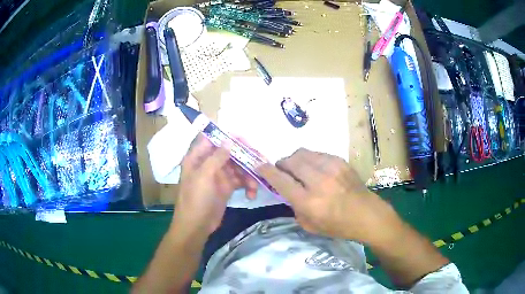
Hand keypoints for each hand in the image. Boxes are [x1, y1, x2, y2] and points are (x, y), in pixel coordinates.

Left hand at [172, 135, 257, 236]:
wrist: (196, 226)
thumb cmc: (195, 199)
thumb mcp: (204, 176)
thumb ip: (217, 157)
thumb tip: (229, 141)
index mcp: (198, 158)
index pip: (213, 140)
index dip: (229, 138)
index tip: (245, 141)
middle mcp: (209, 164)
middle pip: (229, 153)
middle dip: (245, 157)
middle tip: (260, 161)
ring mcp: (218, 176)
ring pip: (237, 167)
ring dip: (248, 174)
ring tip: (255, 186)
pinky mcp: (226, 188)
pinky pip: (240, 181)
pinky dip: (247, 186)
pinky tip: (251, 194)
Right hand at [257, 148, 398, 242]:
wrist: (367, 215)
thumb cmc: (338, 226)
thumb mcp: (309, 225)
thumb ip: (294, 206)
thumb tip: (287, 190)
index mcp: (308, 201)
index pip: (280, 180)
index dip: (267, 171)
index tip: (260, 167)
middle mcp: (318, 181)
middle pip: (290, 161)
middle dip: (281, 164)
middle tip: (283, 171)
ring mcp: (331, 168)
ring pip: (303, 153)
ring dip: (295, 159)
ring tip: (299, 169)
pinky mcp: (340, 161)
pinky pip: (317, 153)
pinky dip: (310, 159)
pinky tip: (315, 169)